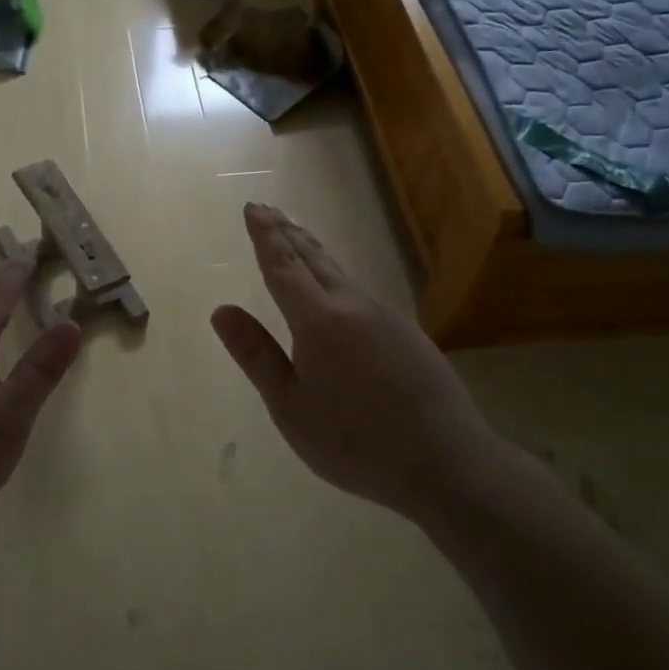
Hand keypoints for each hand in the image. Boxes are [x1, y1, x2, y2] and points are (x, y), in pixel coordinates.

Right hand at [212, 203, 500, 525]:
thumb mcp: (290, 406)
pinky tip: (338, 286)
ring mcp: (386, 316)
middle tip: (268, 210)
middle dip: (287, 232)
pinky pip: (360, 290)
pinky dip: (337, 274)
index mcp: (318, 320)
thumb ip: (256, 355)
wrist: (446, 462)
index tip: (253, 207)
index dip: (265, 235)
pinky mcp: (407, 332)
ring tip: (297, 236)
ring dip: (313, 250)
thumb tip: (222, 310)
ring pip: (341, 272)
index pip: (283, 265)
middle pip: (315, 258)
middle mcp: (353, 305)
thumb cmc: (354, 441)